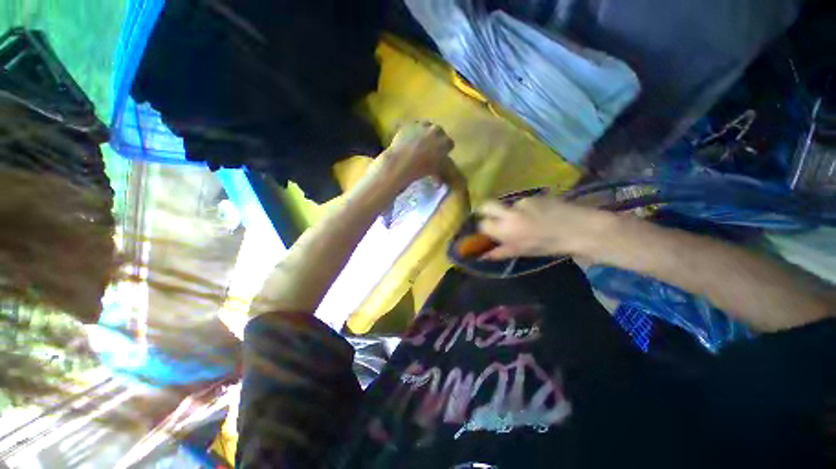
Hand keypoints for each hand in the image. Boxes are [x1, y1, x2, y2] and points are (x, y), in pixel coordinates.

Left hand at [379, 122, 455, 187]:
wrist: (403, 162)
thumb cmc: (421, 169)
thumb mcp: (434, 172)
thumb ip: (439, 175)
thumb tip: (439, 183)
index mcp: (445, 142)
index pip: (449, 144)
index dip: (444, 149)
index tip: (439, 154)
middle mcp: (436, 131)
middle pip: (439, 131)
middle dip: (435, 138)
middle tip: (428, 147)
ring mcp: (422, 125)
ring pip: (426, 126)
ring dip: (425, 132)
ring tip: (418, 141)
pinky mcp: (410, 124)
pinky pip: (413, 125)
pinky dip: (412, 131)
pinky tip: (408, 139)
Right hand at [477, 196, 614, 259]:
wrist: (581, 230)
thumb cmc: (550, 245)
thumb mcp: (523, 252)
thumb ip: (501, 252)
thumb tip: (483, 255)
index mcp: (506, 230)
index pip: (483, 224)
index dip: (484, 227)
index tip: (488, 230)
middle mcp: (510, 213)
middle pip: (487, 206)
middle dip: (486, 210)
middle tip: (494, 218)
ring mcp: (522, 202)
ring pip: (508, 205)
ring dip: (511, 211)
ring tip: (528, 219)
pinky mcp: (534, 195)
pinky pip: (523, 202)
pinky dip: (527, 208)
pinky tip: (540, 214)